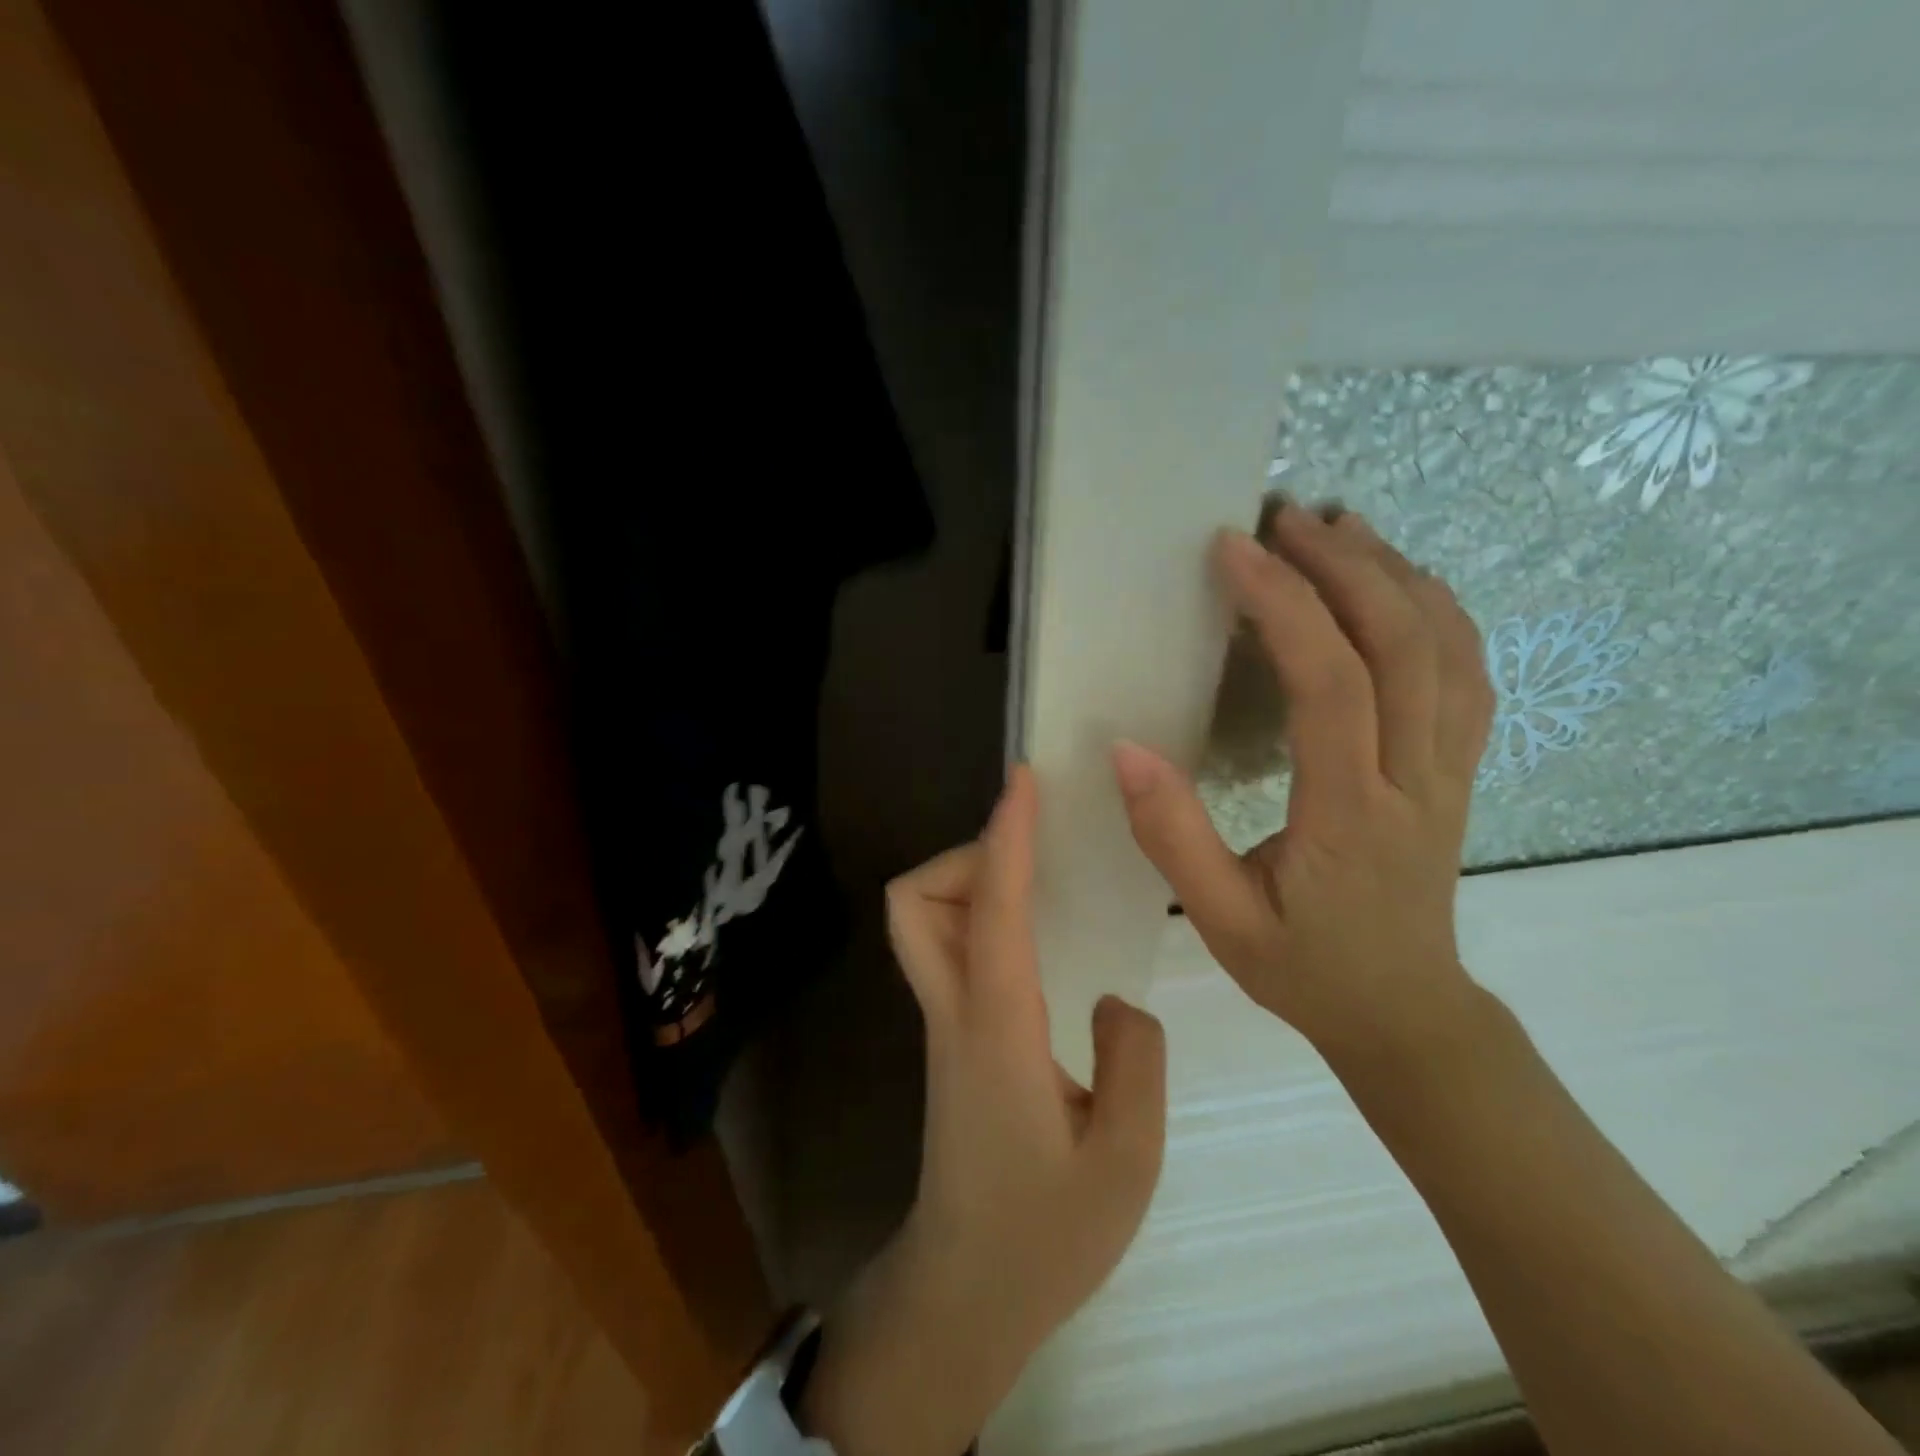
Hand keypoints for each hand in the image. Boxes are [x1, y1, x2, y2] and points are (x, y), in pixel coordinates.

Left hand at [802, 767, 1166, 1455]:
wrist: (967, 1292)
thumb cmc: (1045, 1235)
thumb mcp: (1126, 1160)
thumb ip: (1136, 1060)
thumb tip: (1114, 999)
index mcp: (996, 1029)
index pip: (991, 909)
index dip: (1005, 836)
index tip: (1023, 782)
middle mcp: (954, 1013)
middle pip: (914, 902)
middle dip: (965, 856)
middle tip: (1031, 855)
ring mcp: (943, 1025)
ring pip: (920, 922)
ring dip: (967, 883)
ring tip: (1036, 887)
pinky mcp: (950, 1039)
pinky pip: (947, 949)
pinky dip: (978, 916)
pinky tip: (1033, 936)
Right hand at [1110, 503, 1494, 1063]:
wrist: (1405, 1012)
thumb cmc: (1305, 968)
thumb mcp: (1220, 921)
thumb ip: (1172, 837)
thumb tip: (1125, 749)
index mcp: (1351, 814)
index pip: (1331, 685)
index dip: (1286, 606)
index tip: (1235, 550)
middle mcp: (1415, 778)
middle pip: (1404, 646)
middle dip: (1346, 566)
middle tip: (1287, 516)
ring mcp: (1450, 771)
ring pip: (1448, 649)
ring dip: (1396, 574)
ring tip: (1341, 526)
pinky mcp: (1458, 770)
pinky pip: (1468, 674)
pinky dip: (1440, 611)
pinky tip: (1403, 582)